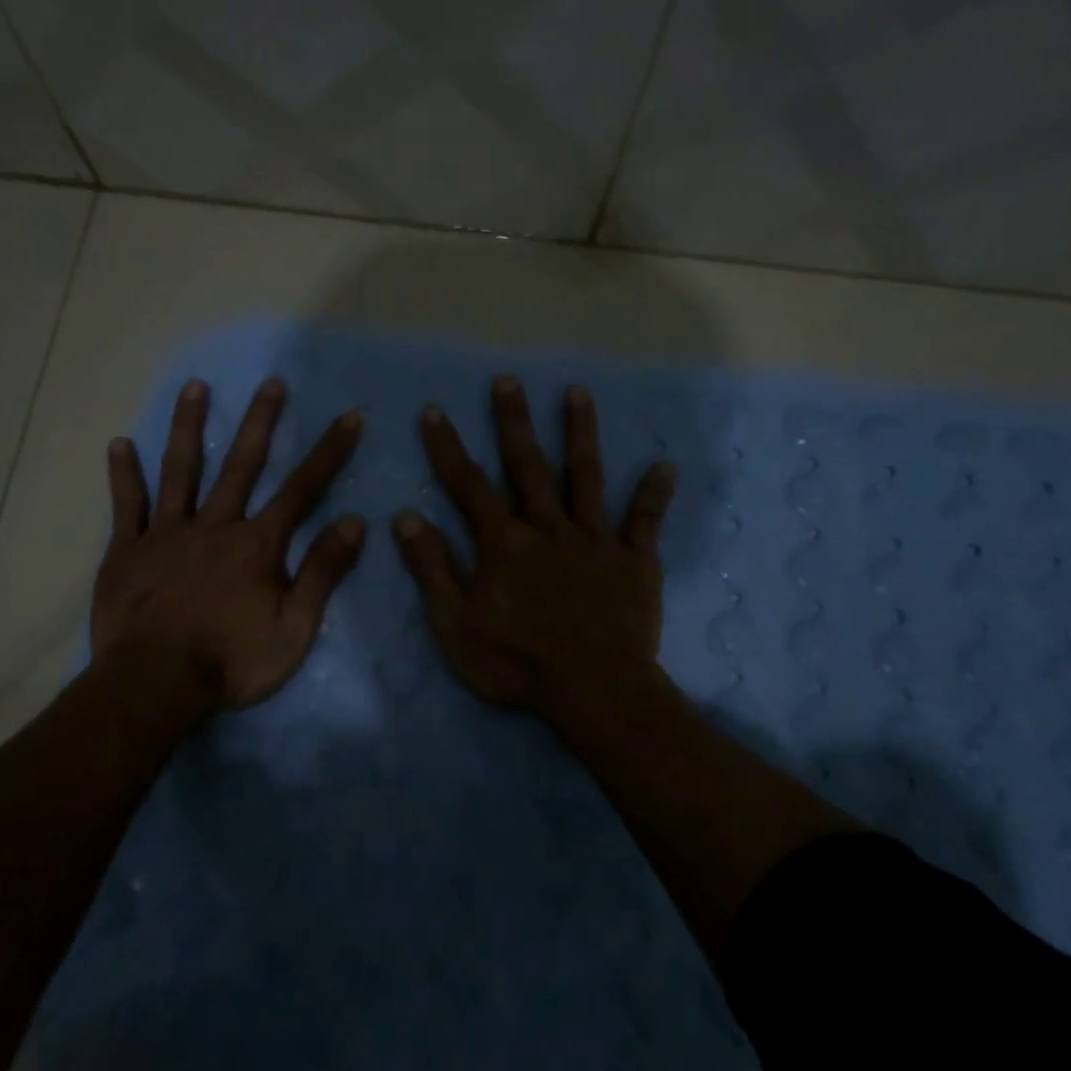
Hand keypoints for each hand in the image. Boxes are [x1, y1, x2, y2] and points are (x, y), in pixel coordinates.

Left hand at [93, 377, 365, 711]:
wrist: (155, 684)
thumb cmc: (232, 661)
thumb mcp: (295, 627)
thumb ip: (323, 572)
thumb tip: (354, 522)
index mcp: (257, 544)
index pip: (302, 489)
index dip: (329, 452)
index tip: (349, 418)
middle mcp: (214, 525)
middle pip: (241, 464)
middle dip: (261, 422)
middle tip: (272, 382)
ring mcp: (167, 533)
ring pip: (181, 470)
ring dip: (189, 427)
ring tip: (195, 387)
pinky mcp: (128, 550)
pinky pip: (127, 505)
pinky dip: (123, 475)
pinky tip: (118, 444)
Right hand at [393, 375, 675, 714]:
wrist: (593, 689)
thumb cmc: (517, 662)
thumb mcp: (456, 623)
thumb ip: (433, 568)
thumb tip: (405, 518)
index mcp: (504, 543)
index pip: (468, 486)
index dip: (448, 448)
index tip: (435, 411)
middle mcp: (548, 528)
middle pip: (528, 466)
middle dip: (514, 422)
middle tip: (509, 380)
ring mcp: (594, 541)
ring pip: (586, 478)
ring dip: (580, 434)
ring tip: (578, 393)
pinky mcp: (634, 561)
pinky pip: (645, 522)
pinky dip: (654, 495)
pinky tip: (665, 466)